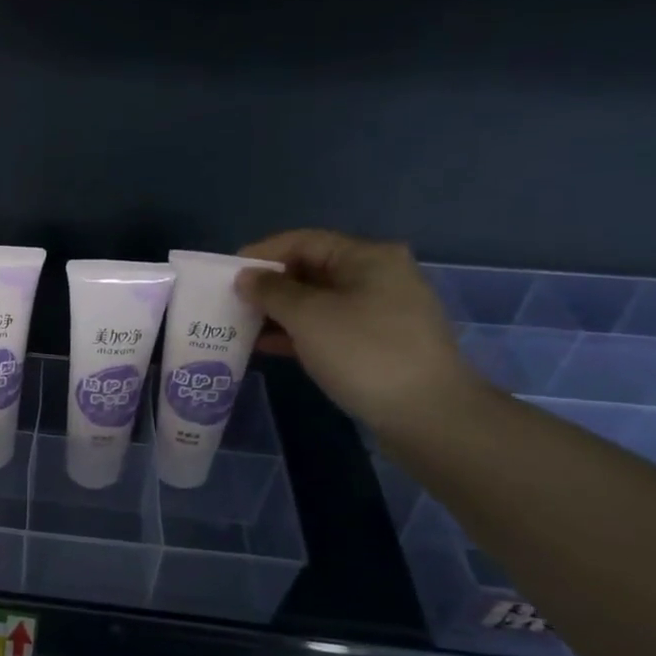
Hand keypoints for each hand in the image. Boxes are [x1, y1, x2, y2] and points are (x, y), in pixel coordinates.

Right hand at [237, 229, 483, 436]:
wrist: (428, 414)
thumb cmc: (364, 353)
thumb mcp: (308, 316)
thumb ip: (271, 292)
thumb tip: (246, 277)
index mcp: (367, 257)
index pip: (304, 241)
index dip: (262, 254)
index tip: (227, 274)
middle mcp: (379, 276)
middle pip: (312, 269)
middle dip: (270, 285)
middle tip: (231, 301)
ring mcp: (382, 311)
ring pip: (319, 301)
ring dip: (280, 311)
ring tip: (242, 325)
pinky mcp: (379, 343)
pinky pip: (330, 326)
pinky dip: (299, 332)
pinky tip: (269, 346)